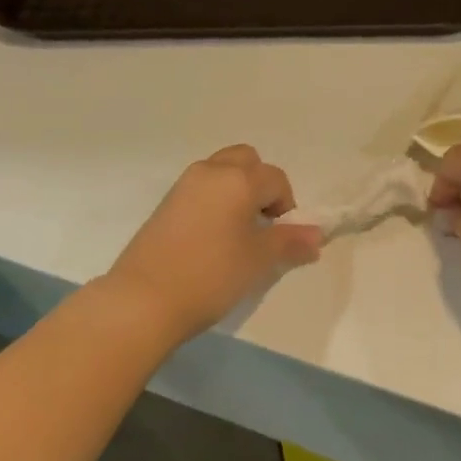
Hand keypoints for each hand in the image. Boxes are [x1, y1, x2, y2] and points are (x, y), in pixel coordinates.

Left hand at [103, 145, 321, 342]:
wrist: (143, 299)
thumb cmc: (211, 275)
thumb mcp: (258, 260)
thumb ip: (289, 242)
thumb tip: (316, 235)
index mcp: (238, 179)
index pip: (276, 179)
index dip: (286, 206)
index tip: (281, 237)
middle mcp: (210, 172)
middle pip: (246, 161)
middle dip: (260, 184)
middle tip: (261, 223)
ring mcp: (183, 186)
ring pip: (220, 172)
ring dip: (236, 190)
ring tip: (236, 233)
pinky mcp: (165, 204)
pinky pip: (200, 189)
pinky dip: (214, 201)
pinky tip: (211, 239)